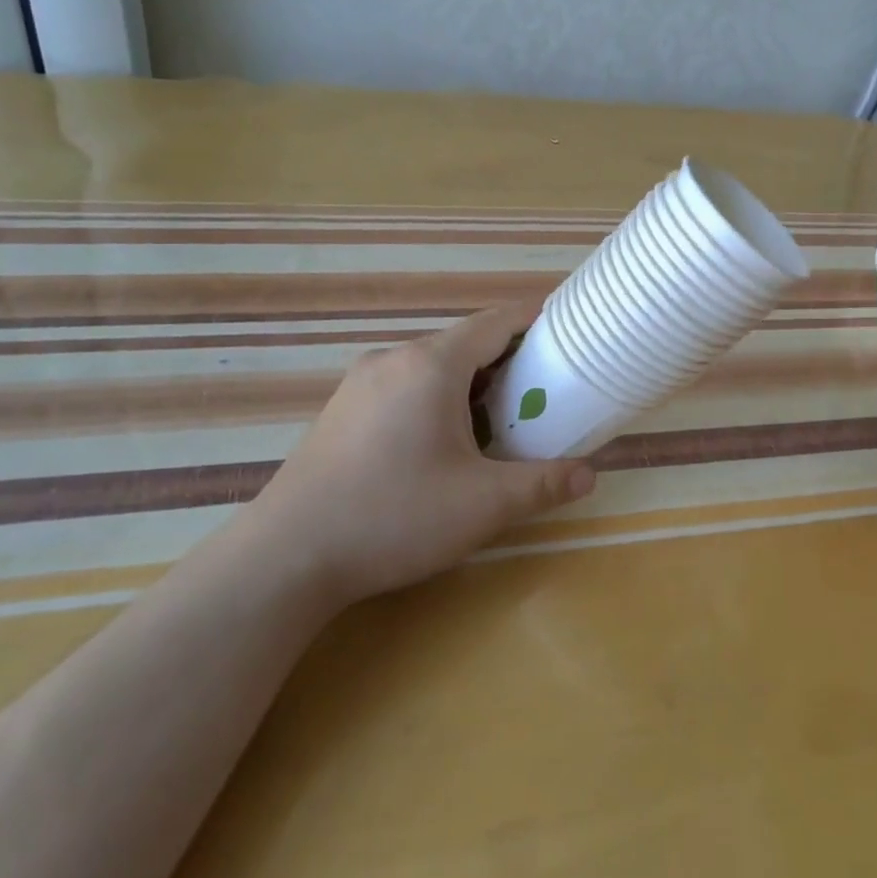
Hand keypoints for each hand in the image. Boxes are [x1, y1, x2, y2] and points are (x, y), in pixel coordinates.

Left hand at [258, 302, 596, 603]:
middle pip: (464, 343)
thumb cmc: (395, 516)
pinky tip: (441, 442)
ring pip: (431, 366)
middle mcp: (394, 358)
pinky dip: (436, 397)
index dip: (535, 320)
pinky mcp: (341, 409)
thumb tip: (589, 476)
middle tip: (541, 391)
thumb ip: (543, 483)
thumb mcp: (483, 505)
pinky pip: (403, 385)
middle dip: (507, 360)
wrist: (287, 557)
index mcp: (432, 364)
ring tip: (498, 419)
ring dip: (470, 382)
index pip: (496, 322)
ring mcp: (361, 382)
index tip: (566, 332)